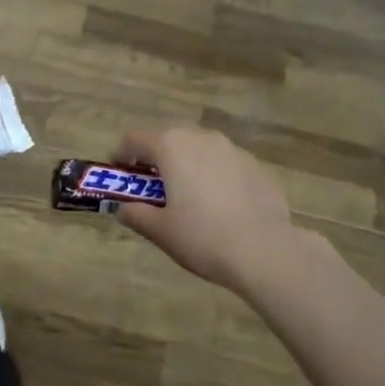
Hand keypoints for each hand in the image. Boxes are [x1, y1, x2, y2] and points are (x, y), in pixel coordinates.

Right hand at [111, 126, 301, 293]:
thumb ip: (136, 214)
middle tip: (152, 183)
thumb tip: (123, 209)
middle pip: (170, 136)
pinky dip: (214, 174)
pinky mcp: (256, 165)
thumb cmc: (202, 237)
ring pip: (200, 146)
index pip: (135, 138)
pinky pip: (225, 162)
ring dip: (187, 162)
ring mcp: (233, 149)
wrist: (264, 249)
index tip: (120, 172)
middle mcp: (201, 137)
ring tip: (188, 193)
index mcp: (171, 147)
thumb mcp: (160, 231)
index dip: (122, 153)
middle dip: (157, 155)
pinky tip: (220, 203)